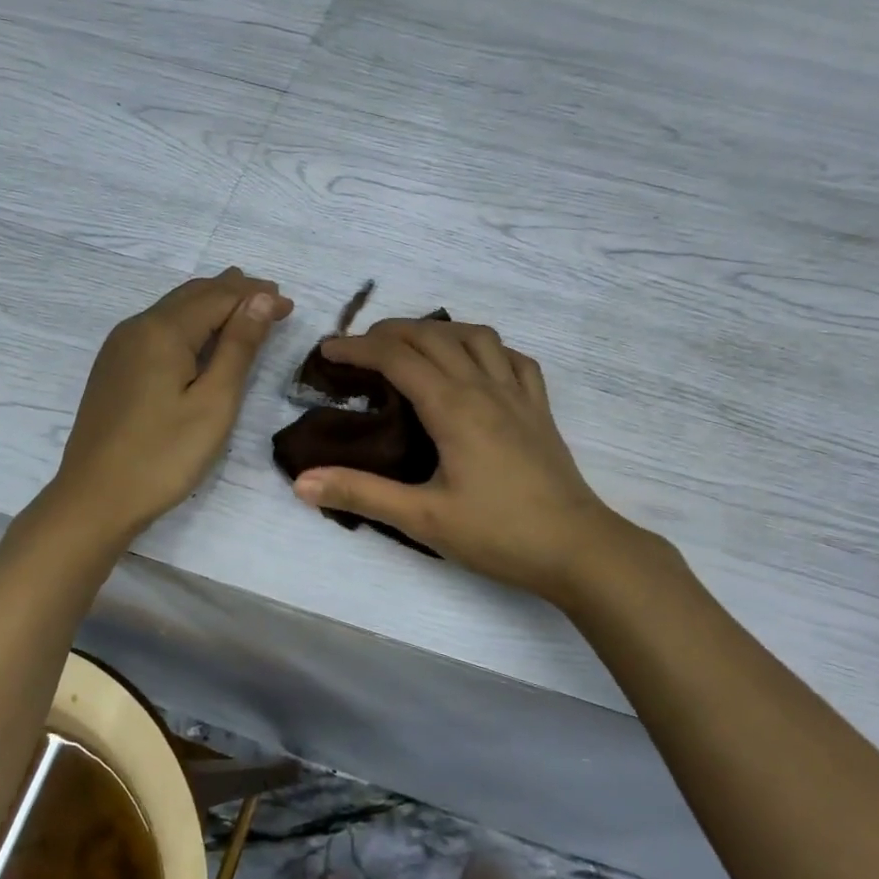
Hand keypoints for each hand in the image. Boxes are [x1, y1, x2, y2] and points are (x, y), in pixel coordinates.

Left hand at [49, 269, 292, 542]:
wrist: (94, 499)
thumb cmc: (163, 456)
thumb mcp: (214, 403)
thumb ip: (238, 347)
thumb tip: (259, 298)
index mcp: (163, 331)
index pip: (219, 297)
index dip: (256, 296)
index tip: (290, 306)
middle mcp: (137, 327)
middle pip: (193, 295)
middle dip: (235, 292)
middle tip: (272, 298)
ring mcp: (119, 347)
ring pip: (173, 309)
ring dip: (211, 304)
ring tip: (244, 307)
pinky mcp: (114, 368)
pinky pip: (158, 328)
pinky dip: (189, 322)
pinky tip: (202, 337)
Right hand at [292, 319, 626, 602]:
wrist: (576, 548)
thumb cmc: (498, 534)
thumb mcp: (422, 518)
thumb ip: (361, 494)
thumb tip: (302, 482)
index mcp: (453, 407)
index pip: (396, 358)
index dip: (357, 348)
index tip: (327, 350)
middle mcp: (484, 387)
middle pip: (433, 336)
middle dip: (390, 332)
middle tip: (359, 347)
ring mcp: (518, 394)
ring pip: (476, 337)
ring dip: (438, 331)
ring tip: (412, 346)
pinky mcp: (539, 409)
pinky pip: (514, 359)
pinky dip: (487, 349)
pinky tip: (476, 365)